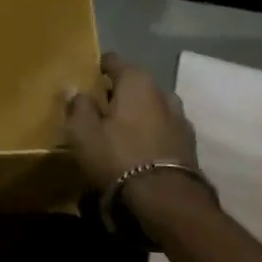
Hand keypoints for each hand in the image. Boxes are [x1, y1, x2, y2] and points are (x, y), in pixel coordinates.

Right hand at [64, 53, 208, 217]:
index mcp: (136, 80)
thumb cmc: (118, 156)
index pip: (112, 61)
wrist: (167, 200)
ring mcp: (180, 117)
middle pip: (133, 84)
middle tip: (97, 111)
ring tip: (119, 132)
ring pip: (150, 107)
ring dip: (136, 114)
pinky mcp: (189, 144)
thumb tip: (73, 88)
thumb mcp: (84, 132)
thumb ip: (78, 106)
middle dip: (117, 94)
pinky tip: (139, 150)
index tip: (83, 83)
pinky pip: (162, 128)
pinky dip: (150, 133)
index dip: (96, 69)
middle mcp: (162, 91)